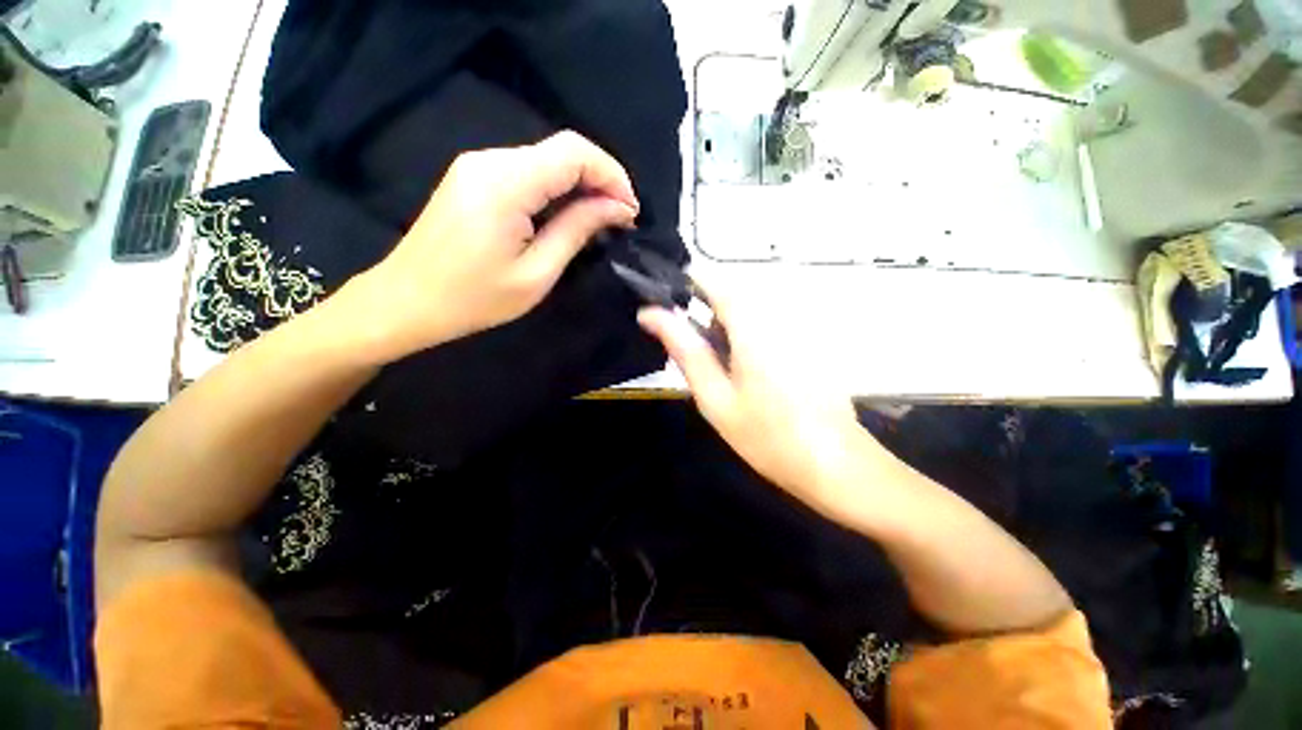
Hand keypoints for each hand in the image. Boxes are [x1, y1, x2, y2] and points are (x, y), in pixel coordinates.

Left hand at [352, 131, 639, 361]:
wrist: (406, 302)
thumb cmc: (474, 299)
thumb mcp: (537, 273)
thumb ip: (577, 230)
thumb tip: (618, 208)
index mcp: (505, 183)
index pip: (574, 152)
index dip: (612, 175)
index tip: (631, 211)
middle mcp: (490, 160)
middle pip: (562, 150)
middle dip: (600, 180)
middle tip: (621, 219)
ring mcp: (478, 165)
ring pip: (547, 159)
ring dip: (581, 185)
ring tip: (600, 221)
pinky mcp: (474, 177)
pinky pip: (528, 171)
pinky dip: (557, 189)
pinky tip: (567, 216)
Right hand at [638, 293, 874, 519]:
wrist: (833, 463)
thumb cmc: (766, 436)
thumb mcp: (715, 396)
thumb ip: (685, 350)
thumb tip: (650, 315)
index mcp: (752, 324)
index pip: (712, 280)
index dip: (685, 287)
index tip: (667, 309)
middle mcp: (778, 314)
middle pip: (730, 296)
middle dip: (705, 316)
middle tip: (694, 356)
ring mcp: (799, 326)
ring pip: (748, 312)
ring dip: (726, 329)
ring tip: (722, 371)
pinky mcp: (809, 340)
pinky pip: (768, 324)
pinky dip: (748, 339)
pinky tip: (752, 376)